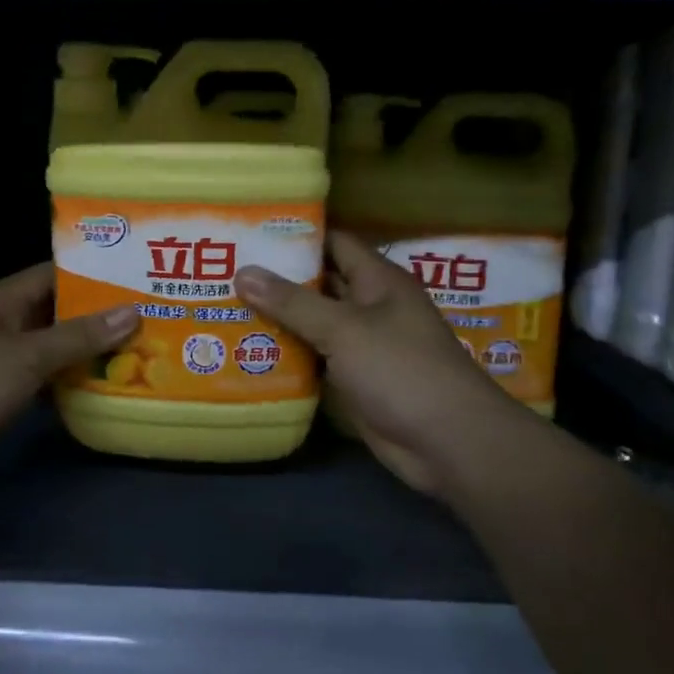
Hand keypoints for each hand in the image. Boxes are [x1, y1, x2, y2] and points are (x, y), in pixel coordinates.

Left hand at [0, 263, 136, 485]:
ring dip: (85, 353)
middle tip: (146, 318)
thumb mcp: (26, 355)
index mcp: (1, 300)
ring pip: (51, 349)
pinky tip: (102, 388)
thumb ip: (78, 336)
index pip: (53, 275)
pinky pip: (41, 380)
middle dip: (96, 317)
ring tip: (137, 351)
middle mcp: (1, 324)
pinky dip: (67, 383)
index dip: (92, 275)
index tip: (133, 278)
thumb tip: (131, 312)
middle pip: (56, 313)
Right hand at [235, 232, 514, 498]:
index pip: (334, 242)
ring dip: (280, 318)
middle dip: (279, 278)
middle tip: (227, 270)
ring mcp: (364, 345)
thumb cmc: (400, 369)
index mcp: (378, 280)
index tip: (251, 231)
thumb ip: (293, 302)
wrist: (447, 442)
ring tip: (226, 305)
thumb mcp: (344, 329)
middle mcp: (371, 306)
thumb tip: (242, 272)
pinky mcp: (355, 379)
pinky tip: (250, 351)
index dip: (297, 235)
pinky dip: (290, 354)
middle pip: (321, 283)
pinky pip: (317, 358)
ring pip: (315, 323)